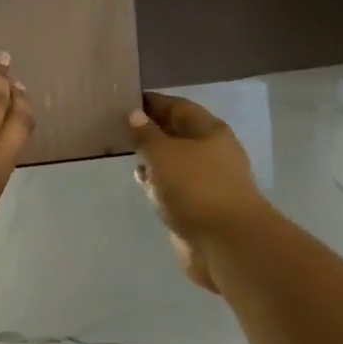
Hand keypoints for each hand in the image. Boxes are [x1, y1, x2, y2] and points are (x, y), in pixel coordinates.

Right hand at [128, 91, 273, 292]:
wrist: (226, 243)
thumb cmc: (195, 189)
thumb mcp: (163, 154)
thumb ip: (146, 134)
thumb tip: (135, 115)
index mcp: (209, 131)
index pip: (177, 107)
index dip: (152, 102)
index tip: (123, 100)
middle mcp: (211, 152)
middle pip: (177, 133)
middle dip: (150, 129)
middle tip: (116, 127)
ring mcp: (206, 180)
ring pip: (174, 160)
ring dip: (152, 156)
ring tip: (124, 152)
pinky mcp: (199, 205)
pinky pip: (174, 185)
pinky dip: (157, 181)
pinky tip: (142, 183)